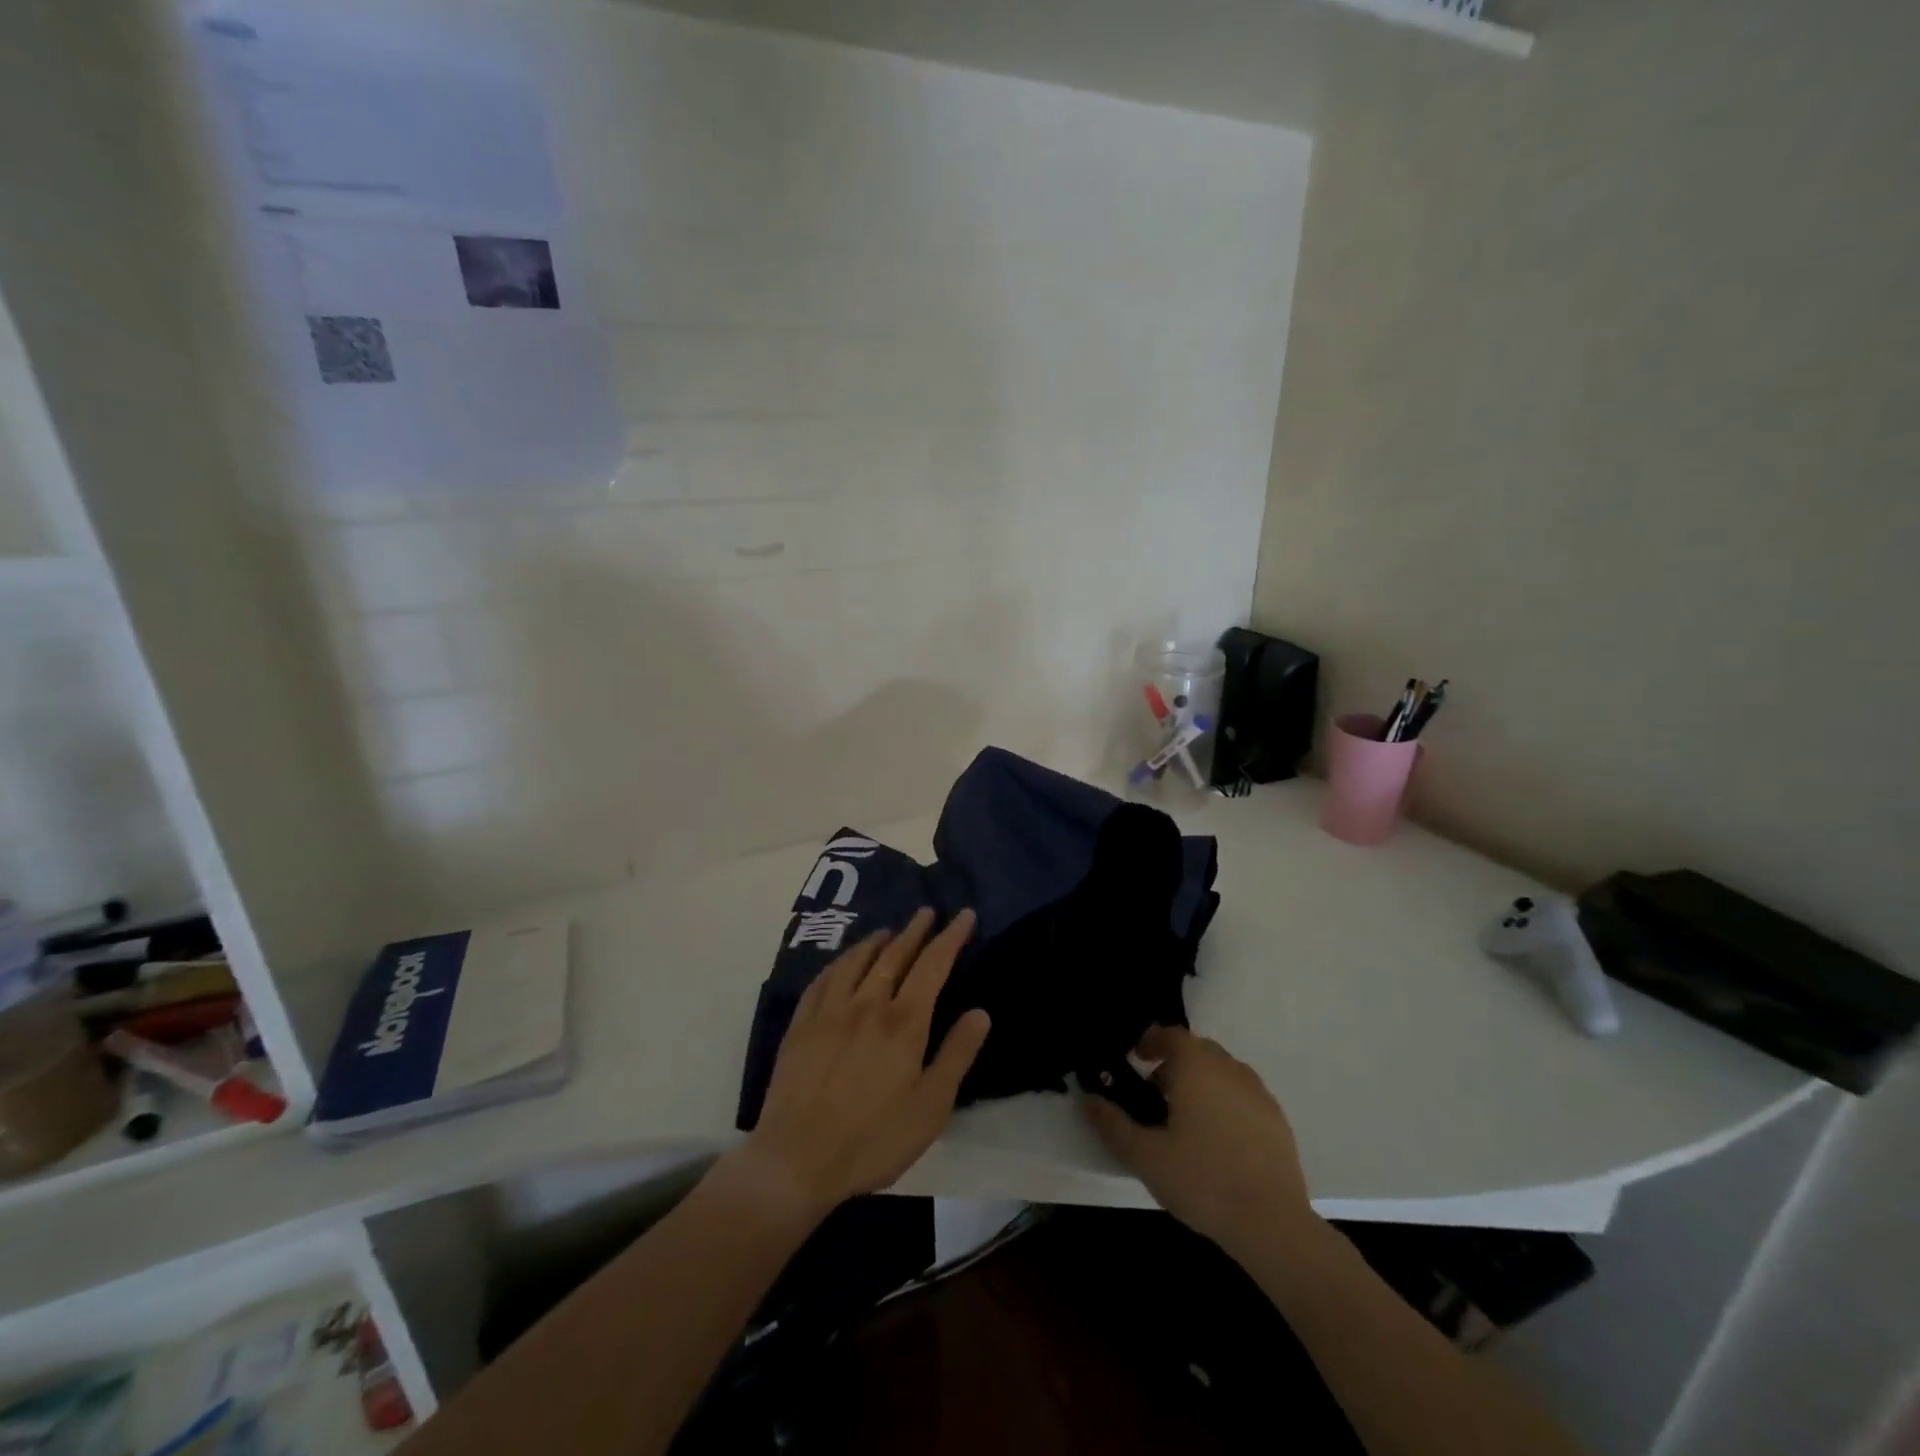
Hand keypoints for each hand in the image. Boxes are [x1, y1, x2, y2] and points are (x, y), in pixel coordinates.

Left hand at [736, 908, 990, 1220]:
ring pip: (857, 960)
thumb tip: (980, 1012)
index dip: (951, 937)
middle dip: (916, 930)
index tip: (964, 915)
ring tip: (889, 931)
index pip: (933, 964)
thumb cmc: (874, 1139)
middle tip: (927, 912)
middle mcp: (867, 1004)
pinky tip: (843, 963)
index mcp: (904, 1022)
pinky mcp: (801, 1025)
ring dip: (877, 941)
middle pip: (895, 954)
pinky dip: (840, 962)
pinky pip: (823, 979)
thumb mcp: (931, 1106)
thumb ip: (957, 1054)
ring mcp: (829, 1011)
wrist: (797, 1160)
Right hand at [1083, 1025, 1314, 1256]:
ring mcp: (1258, 1092)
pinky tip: (1218, 1139)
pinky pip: (1243, 1094)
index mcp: (1196, 1067)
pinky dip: (1225, 1101)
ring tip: (1185, 1118)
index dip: (1150, 1041)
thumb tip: (1087, 1101)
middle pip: (1197, 1050)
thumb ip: (1112, 1124)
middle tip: (1156, 1093)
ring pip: (1222, 1071)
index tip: (1136, 1058)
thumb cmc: (1203, 1181)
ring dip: (1201, 1081)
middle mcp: (1229, 1068)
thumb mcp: (1146, 1156)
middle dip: (1174, 1063)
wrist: (1273, 1225)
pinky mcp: (1277, 1119)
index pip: (1171, 1035)